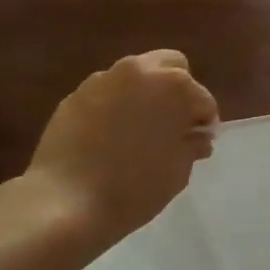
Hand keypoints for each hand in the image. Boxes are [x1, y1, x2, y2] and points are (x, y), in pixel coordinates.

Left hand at [25, 51, 218, 248]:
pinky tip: (110, 137)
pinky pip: (106, 94)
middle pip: (171, 66)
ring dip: (145, 95)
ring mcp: (102, 81)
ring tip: (140, 130)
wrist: (64, 203)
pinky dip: (116, 107)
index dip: (205, 123)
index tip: (200, 142)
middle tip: (174, 124)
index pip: (202, 99)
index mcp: (173, 85)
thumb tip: (196, 137)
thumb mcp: (178, 172)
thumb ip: (191, 146)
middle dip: (178, 91)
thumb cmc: (134, 188)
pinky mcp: (74, 96)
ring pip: (135, 77)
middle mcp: (139, 72)